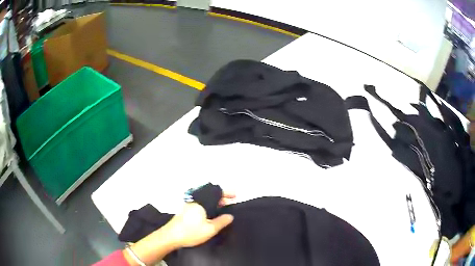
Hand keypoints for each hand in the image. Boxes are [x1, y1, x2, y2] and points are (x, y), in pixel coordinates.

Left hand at [166, 192, 234, 247]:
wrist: (170, 236)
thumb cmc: (191, 232)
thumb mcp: (210, 230)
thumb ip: (221, 222)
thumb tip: (230, 216)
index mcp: (201, 202)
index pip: (216, 192)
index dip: (226, 192)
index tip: (235, 195)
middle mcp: (194, 200)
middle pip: (210, 194)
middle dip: (221, 197)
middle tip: (229, 203)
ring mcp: (189, 204)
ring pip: (204, 199)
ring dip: (214, 201)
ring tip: (222, 208)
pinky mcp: (185, 210)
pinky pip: (200, 203)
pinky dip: (208, 205)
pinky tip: (210, 213)